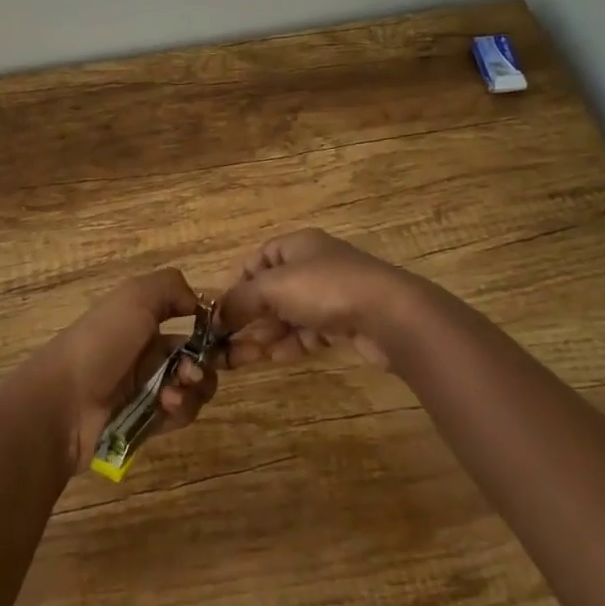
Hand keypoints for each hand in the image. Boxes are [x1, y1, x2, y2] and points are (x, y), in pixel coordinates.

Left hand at [22, 268, 220, 474]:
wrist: (63, 403)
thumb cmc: (102, 341)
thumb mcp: (136, 296)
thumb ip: (173, 288)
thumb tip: (201, 304)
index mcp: (144, 317)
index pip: (191, 317)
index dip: (216, 325)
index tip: (237, 332)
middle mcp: (149, 350)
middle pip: (199, 353)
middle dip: (214, 357)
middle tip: (222, 363)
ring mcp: (148, 387)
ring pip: (194, 386)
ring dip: (195, 385)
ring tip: (177, 389)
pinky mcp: (148, 422)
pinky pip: (180, 414)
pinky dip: (180, 409)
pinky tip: (166, 407)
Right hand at [217, 228, 417, 370]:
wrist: (389, 314)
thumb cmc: (325, 288)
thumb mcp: (274, 287)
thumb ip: (241, 299)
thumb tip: (215, 314)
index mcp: (296, 246)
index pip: (257, 259)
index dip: (236, 283)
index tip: (219, 312)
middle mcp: (312, 265)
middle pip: (271, 290)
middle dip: (247, 316)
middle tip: (224, 345)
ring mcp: (330, 295)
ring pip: (288, 315)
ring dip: (264, 335)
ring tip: (240, 359)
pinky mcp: (344, 323)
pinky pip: (307, 333)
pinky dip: (289, 344)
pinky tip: (273, 359)